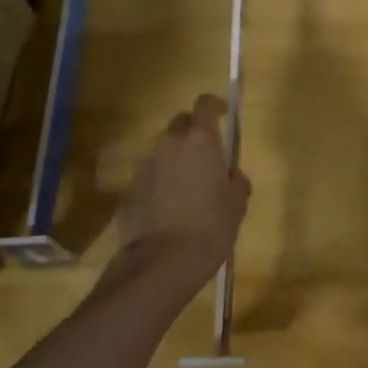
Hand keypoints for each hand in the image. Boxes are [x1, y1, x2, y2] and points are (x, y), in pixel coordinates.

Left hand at [109, 94, 250, 296]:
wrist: (161, 263)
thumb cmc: (209, 228)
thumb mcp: (236, 205)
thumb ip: (236, 181)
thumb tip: (230, 175)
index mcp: (200, 141)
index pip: (205, 104)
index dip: (215, 105)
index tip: (223, 113)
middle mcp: (169, 144)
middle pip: (180, 123)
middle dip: (192, 132)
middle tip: (206, 154)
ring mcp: (145, 165)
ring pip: (163, 149)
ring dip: (175, 157)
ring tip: (187, 185)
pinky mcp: (130, 188)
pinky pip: (150, 174)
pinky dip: (160, 181)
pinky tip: (168, 206)